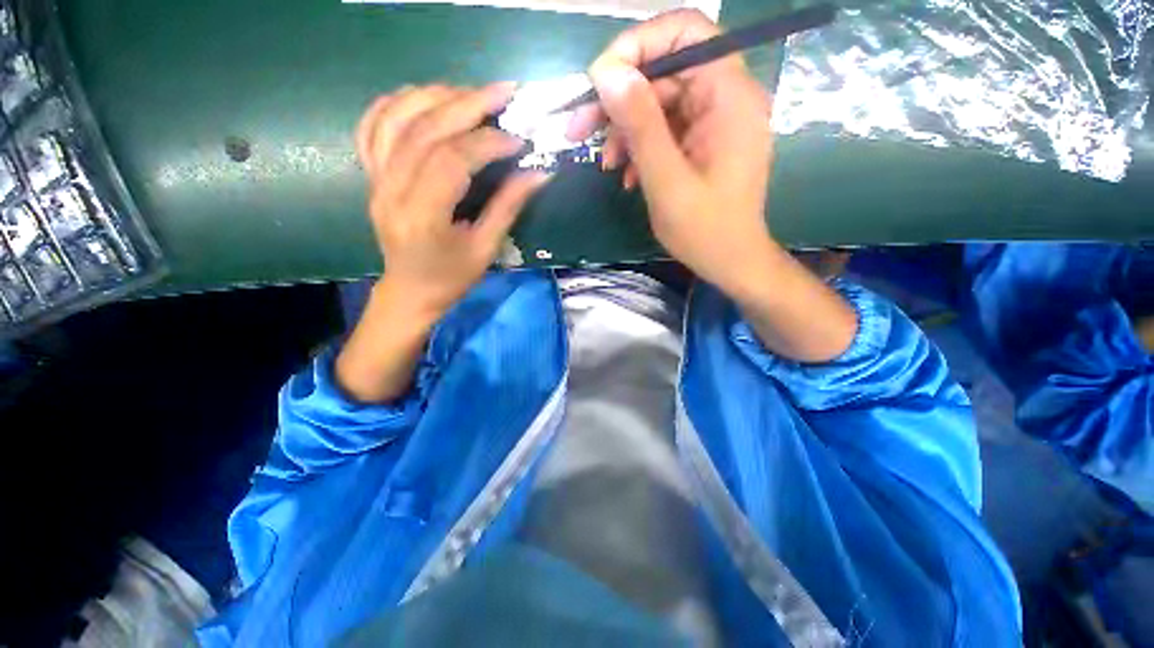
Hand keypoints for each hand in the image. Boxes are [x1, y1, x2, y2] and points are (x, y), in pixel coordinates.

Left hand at [337, 83, 547, 402]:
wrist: (409, 291)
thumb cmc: (451, 278)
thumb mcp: (485, 248)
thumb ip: (509, 207)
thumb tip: (539, 173)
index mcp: (423, 215)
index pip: (452, 160)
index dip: (488, 143)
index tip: (519, 140)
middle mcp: (391, 189)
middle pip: (425, 129)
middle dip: (468, 104)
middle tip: (504, 91)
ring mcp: (375, 179)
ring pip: (396, 118)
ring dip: (434, 96)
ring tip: (469, 92)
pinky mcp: (371, 176)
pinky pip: (372, 127)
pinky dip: (394, 103)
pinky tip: (421, 98)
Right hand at [570, 11, 856, 361]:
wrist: (731, 263)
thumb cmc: (705, 230)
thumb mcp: (666, 180)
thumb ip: (640, 125)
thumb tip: (607, 72)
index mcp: (728, 97)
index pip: (685, 32)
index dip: (637, 46)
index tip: (599, 82)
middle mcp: (725, 98)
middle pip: (664, 71)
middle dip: (618, 99)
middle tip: (578, 129)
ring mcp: (714, 120)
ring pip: (659, 102)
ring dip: (625, 130)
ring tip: (605, 164)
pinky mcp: (703, 141)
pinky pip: (665, 129)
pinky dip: (640, 147)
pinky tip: (626, 175)